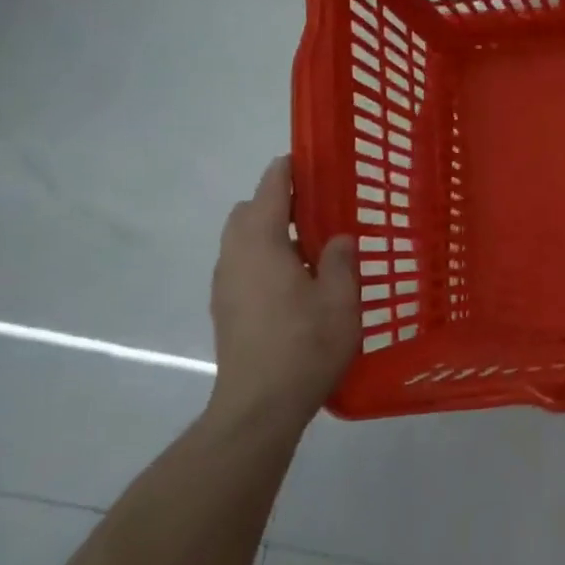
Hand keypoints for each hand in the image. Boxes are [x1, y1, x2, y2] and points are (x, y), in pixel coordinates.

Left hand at [209, 157, 358, 433]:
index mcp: (262, 245)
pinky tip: (292, 281)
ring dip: (267, 230)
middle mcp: (235, 257)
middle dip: (275, 200)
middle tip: (315, 208)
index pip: (270, 191)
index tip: (305, 158)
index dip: (286, 170)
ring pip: (240, 239)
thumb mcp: (340, 300)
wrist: (258, 406)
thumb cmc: (305, 346)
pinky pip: (241, 264)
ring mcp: (224, 284)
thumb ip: (340, 261)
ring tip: (308, 246)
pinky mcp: (224, 308)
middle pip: (247, 212)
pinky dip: (261, 256)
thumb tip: (339, 238)